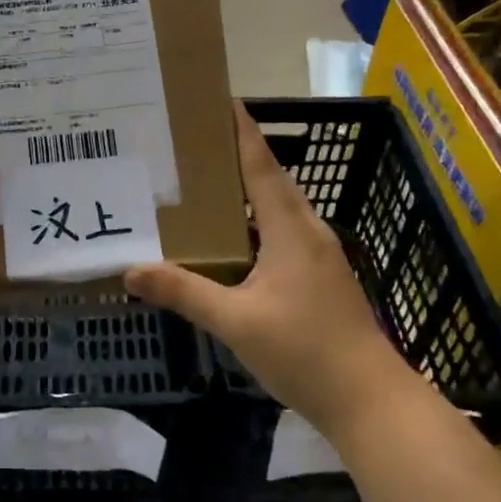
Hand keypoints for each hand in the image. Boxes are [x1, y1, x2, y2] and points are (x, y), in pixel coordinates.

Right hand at [125, 103, 407, 436]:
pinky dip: (254, 223)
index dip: (242, 132)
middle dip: (237, 156)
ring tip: (204, 184)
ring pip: (278, 209)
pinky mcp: (320, 278)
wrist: (370, 401)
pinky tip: (230, 241)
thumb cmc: (305, 351)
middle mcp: (308, 232)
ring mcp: (318, 256)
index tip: (222, 99)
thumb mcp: (235, 322)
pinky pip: (282, 233)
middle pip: (271, 181)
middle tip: (194, 143)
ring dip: (246, 191)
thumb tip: (130, 270)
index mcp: (290, 229)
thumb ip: (183, 292)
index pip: (261, 166)